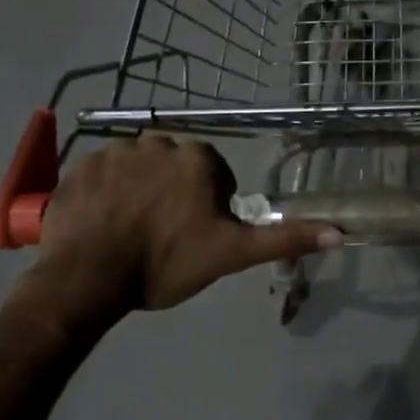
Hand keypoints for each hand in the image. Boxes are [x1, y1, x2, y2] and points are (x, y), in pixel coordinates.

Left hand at [31, 135, 336, 311]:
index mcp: (198, 160)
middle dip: (172, 194)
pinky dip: (105, 192)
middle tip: (162, 235)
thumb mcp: (232, 255)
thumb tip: (339, 232)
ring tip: (128, 230)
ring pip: (138, 168)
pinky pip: (101, 172)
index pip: (214, 176)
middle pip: (175, 168)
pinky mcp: (80, 165)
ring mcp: (114, 151)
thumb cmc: (166, 263)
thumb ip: (283, 239)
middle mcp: (158, 143)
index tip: (194, 235)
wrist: (88, 277)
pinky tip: (101, 222)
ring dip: (138, 190)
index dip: (208, 207)